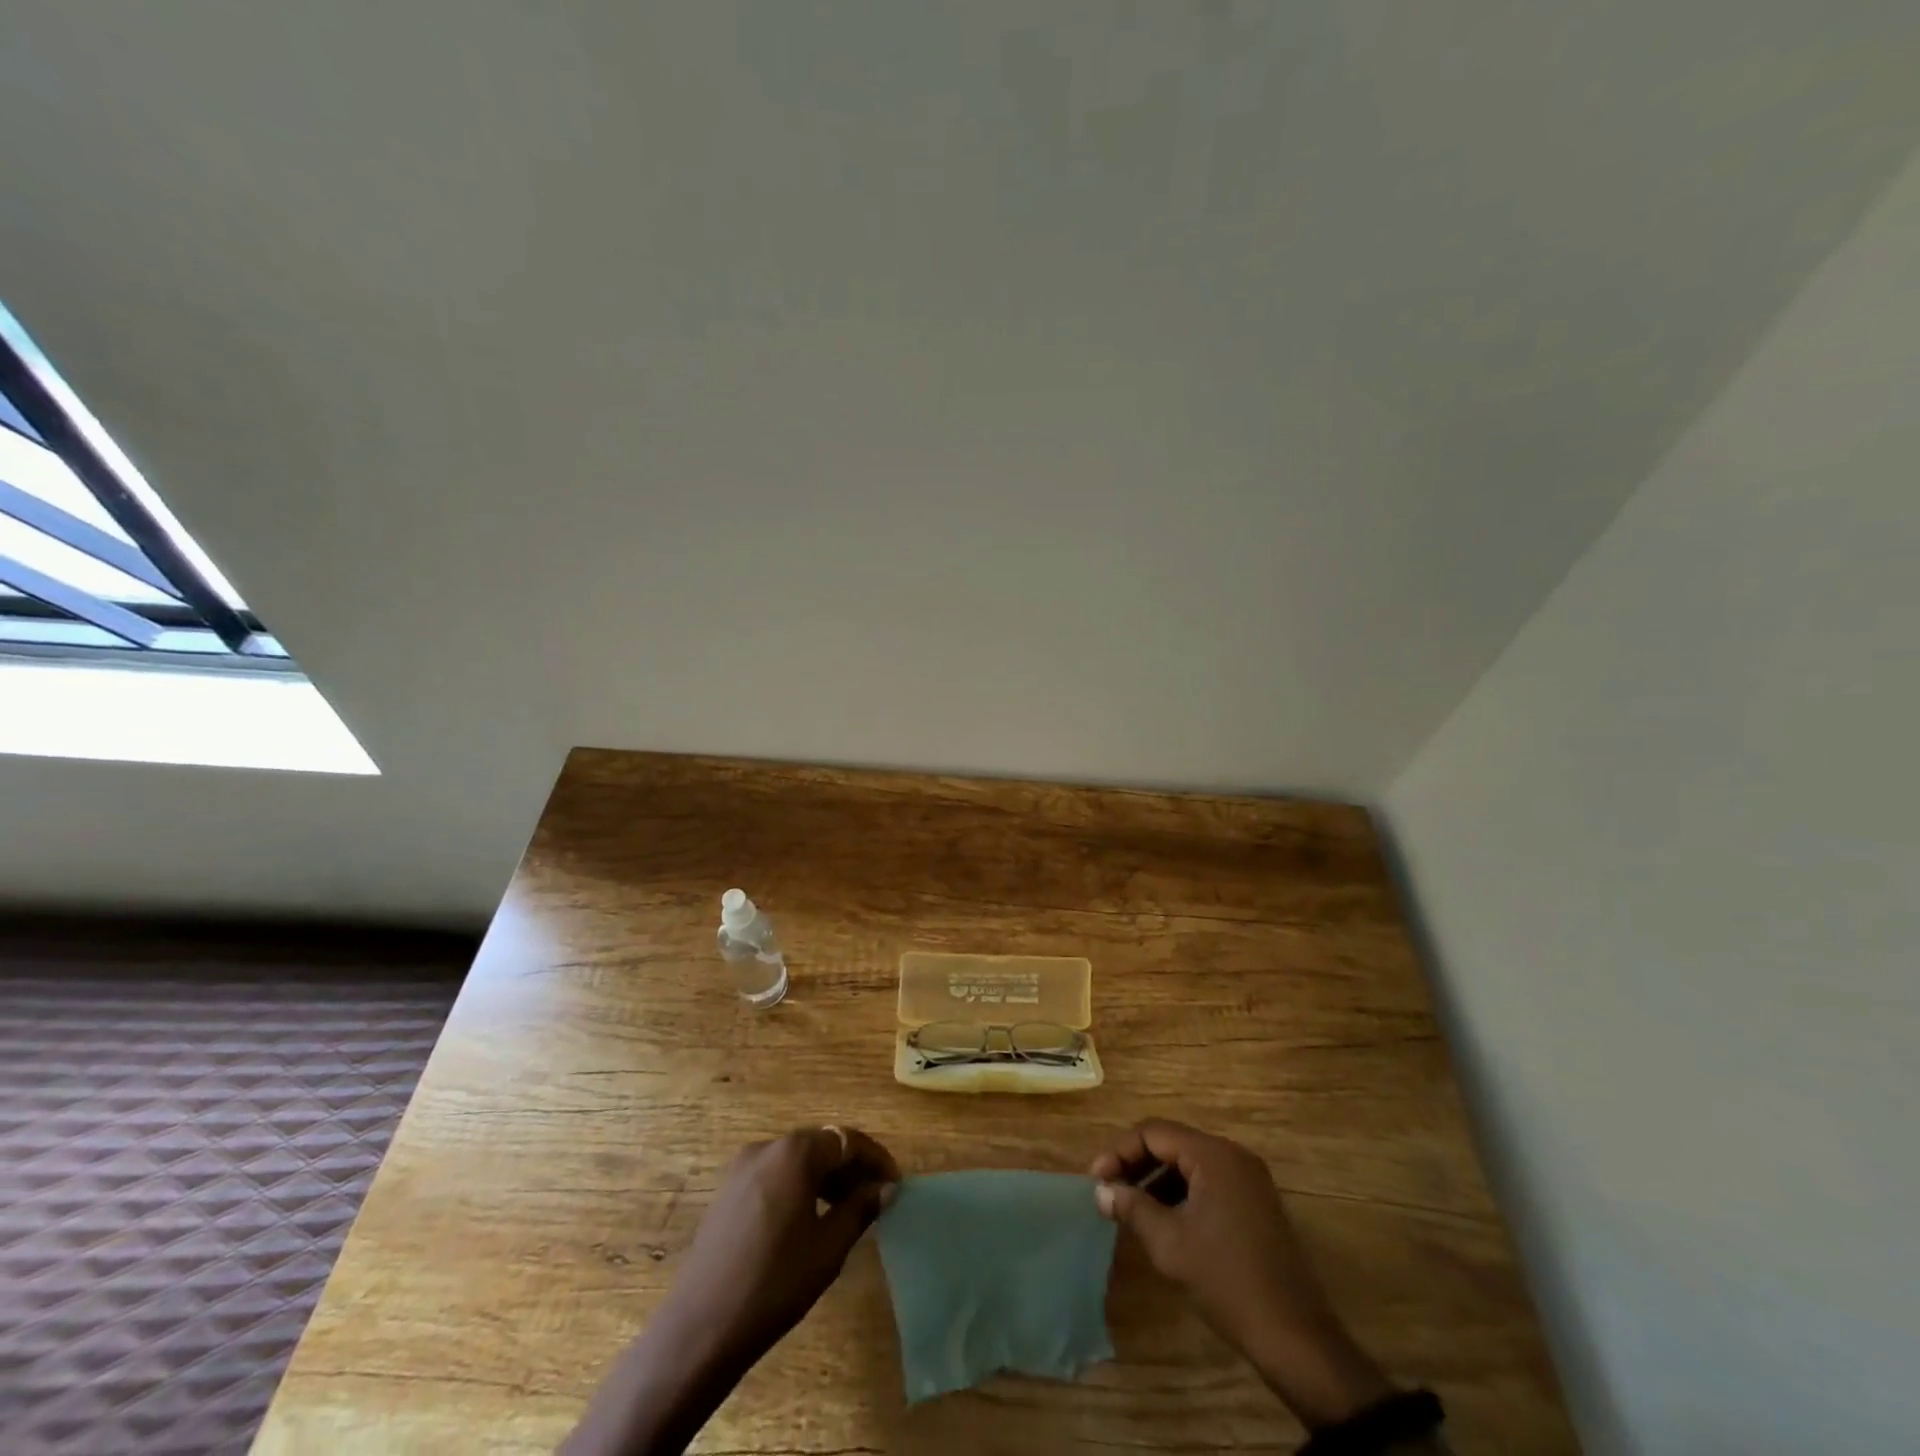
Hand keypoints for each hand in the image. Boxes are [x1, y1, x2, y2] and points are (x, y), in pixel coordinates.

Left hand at [658, 1124, 899, 1366]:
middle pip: (820, 1145)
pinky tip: (809, 1219)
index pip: (847, 1140)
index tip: (896, 1184)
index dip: (876, 1159)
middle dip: (851, 1167)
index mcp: (794, 1152)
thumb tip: (885, 1187)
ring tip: (847, 1210)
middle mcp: (767, 1147)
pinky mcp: (727, 1192)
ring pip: (796, 1160)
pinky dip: (799, 1186)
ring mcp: (742, 1168)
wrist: (700, 1328)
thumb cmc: (774, 1283)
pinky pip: (774, 1175)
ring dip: (825, 1177)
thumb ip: (860, 1208)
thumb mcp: (829, 1247)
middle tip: (875, 1197)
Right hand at [1092, 1119, 1392, 1429]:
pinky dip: (1181, 1195)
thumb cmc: (1227, 1281)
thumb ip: (1132, 1207)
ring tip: (1131, 1210)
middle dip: (1137, 1165)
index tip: (1096, 1181)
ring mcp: (1249, 1180)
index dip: (1120, 1152)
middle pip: (1172, 1143)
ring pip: (1189, 1165)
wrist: (1295, 1338)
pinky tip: (1164, 1223)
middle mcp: (1233, 1156)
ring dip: (1157, 1181)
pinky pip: (1208, 1183)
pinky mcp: (1256, 1204)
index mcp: (1214, 1155)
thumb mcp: (1169, 1244)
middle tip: (1109, 1193)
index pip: (1154, 1132)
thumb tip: (1101, 1190)